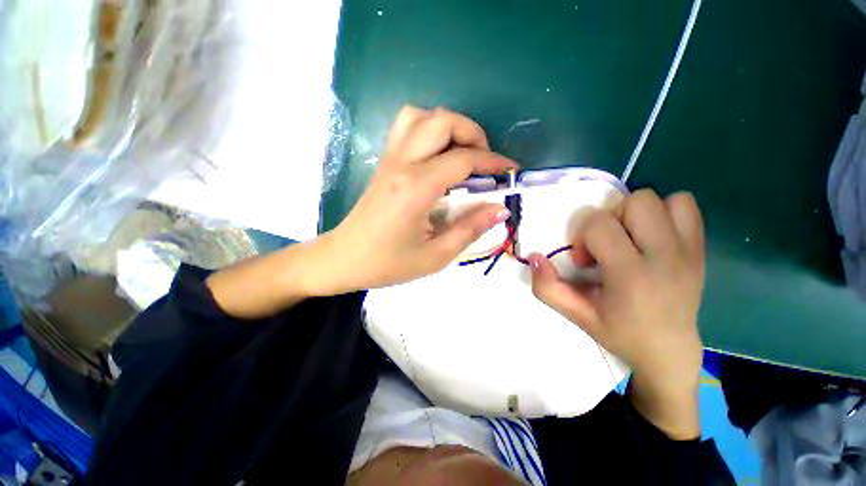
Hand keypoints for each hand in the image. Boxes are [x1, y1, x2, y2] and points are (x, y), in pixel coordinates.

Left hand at [321, 106, 517, 292]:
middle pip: (442, 121)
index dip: (493, 162)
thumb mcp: (435, 256)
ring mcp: (390, 159)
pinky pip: (406, 127)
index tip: (510, 171)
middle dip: (473, 133)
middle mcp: (402, 163)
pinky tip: (437, 155)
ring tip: (461, 153)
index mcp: (417, 188)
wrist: (344, 258)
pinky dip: (428, 129)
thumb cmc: (387, 263)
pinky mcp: (384, 162)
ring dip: (448, 126)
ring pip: (421, 116)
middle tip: (485, 161)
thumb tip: (499, 210)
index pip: (464, 160)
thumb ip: (470, 230)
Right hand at [528, 189, 704, 438]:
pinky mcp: (700, 248)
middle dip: (609, 220)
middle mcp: (665, 256)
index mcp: (632, 275)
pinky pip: (685, 205)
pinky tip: (651, 235)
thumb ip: (547, 287)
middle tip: (606, 247)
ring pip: (658, 199)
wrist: (669, 352)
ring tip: (627, 240)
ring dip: (633, 214)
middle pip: (634, 202)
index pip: (600, 225)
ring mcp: (688, 250)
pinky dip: (664, 211)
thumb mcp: (576, 315)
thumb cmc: (620, 334)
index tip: (585, 262)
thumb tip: (533, 256)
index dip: (582, 237)